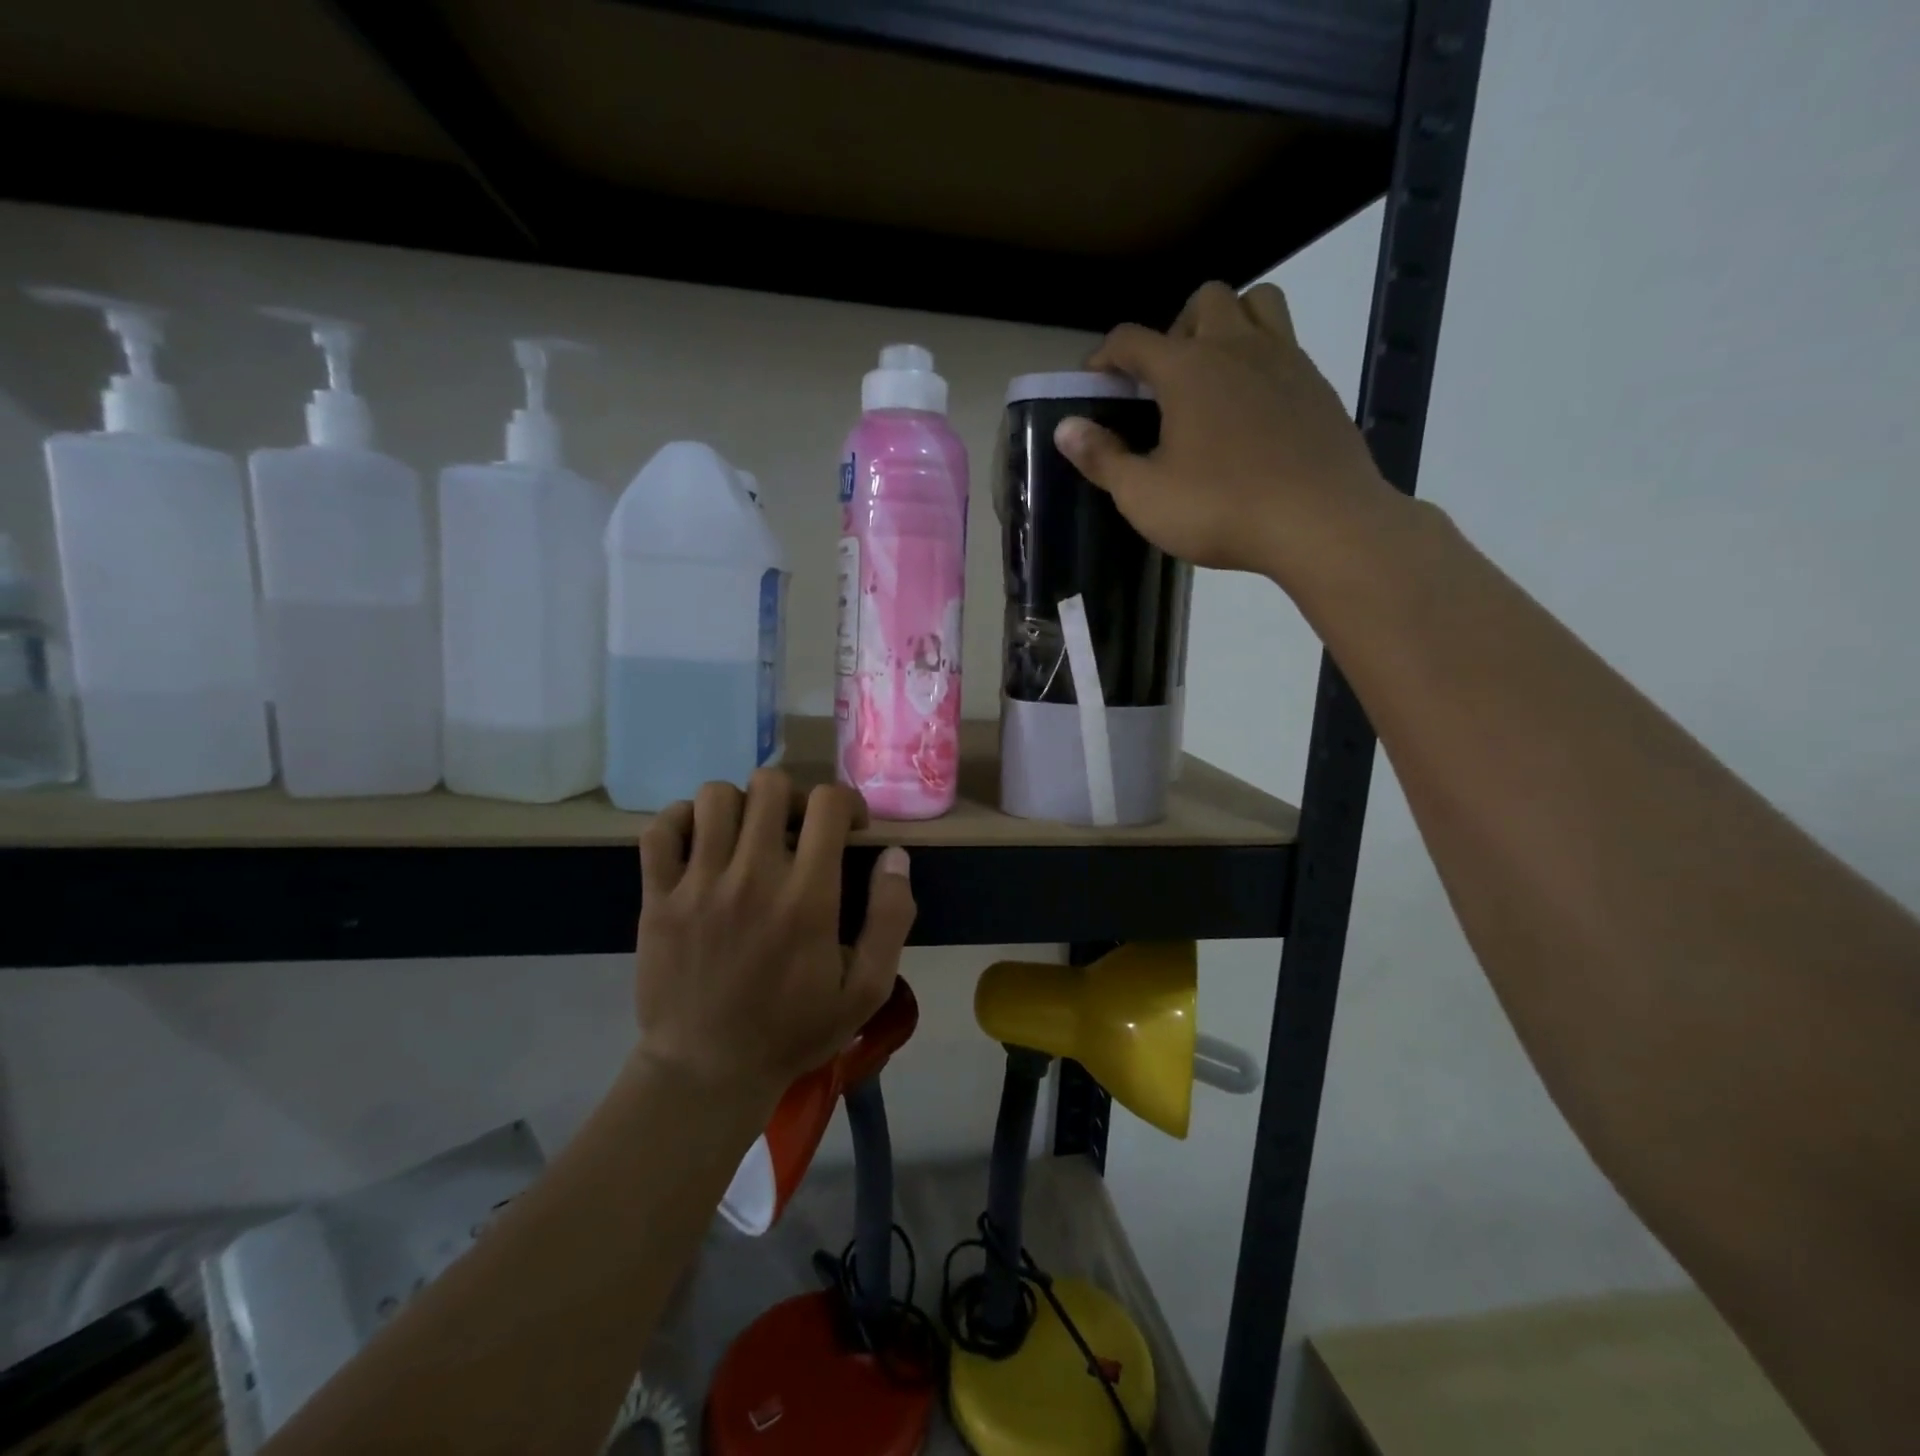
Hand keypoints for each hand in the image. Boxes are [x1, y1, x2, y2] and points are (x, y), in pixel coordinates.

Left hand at [633, 771, 915, 1100]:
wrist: (707, 1073)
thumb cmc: (793, 1031)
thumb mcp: (867, 990)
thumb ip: (891, 918)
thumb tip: (895, 856)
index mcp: (807, 897)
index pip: (827, 803)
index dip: (847, 803)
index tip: (849, 830)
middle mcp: (752, 877)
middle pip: (770, 785)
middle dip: (793, 799)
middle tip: (796, 832)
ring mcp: (697, 884)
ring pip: (715, 797)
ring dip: (740, 806)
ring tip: (748, 838)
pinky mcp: (657, 898)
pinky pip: (661, 829)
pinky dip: (681, 822)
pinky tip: (701, 844)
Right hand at [1055, 281, 1401, 586]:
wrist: (1320, 521)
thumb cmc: (1220, 509)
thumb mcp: (1144, 496)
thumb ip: (1102, 458)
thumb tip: (1066, 427)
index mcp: (1187, 369)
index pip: (1133, 339)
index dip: (1106, 355)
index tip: (1095, 381)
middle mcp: (1236, 347)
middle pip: (1203, 301)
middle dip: (1175, 329)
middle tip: (1165, 380)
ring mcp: (1285, 359)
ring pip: (1257, 303)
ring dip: (1228, 323)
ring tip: (1214, 375)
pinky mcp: (1317, 384)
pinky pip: (1287, 344)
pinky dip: (1262, 357)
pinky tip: (1254, 407)